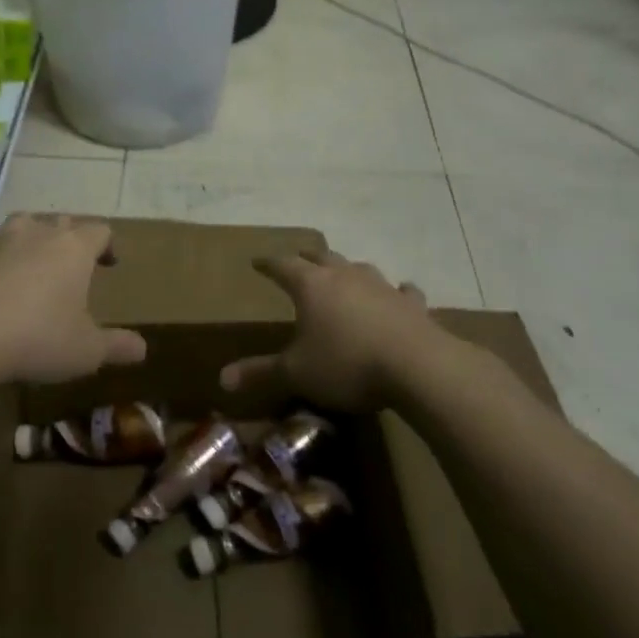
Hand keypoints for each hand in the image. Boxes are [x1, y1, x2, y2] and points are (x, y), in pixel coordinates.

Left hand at [0, 215, 146, 385]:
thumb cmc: (37, 339)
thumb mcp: (87, 351)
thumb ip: (117, 346)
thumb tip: (142, 348)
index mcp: (73, 249)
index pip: (100, 230)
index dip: (108, 244)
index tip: (109, 264)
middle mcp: (37, 234)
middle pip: (61, 222)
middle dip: (70, 239)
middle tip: (72, 266)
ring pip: (22, 225)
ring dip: (31, 239)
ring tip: (32, 264)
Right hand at [219, 252, 439, 411]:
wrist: (416, 366)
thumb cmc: (346, 364)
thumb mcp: (296, 373)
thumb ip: (260, 373)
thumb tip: (222, 379)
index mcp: (311, 286)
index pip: (282, 266)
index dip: (268, 264)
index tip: (257, 261)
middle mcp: (344, 276)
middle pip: (321, 258)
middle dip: (306, 259)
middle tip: (298, 261)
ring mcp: (381, 286)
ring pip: (359, 268)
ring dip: (348, 270)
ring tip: (342, 275)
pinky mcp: (411, 304)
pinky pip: (402, 291)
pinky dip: (396, 292)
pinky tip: (400, 292)